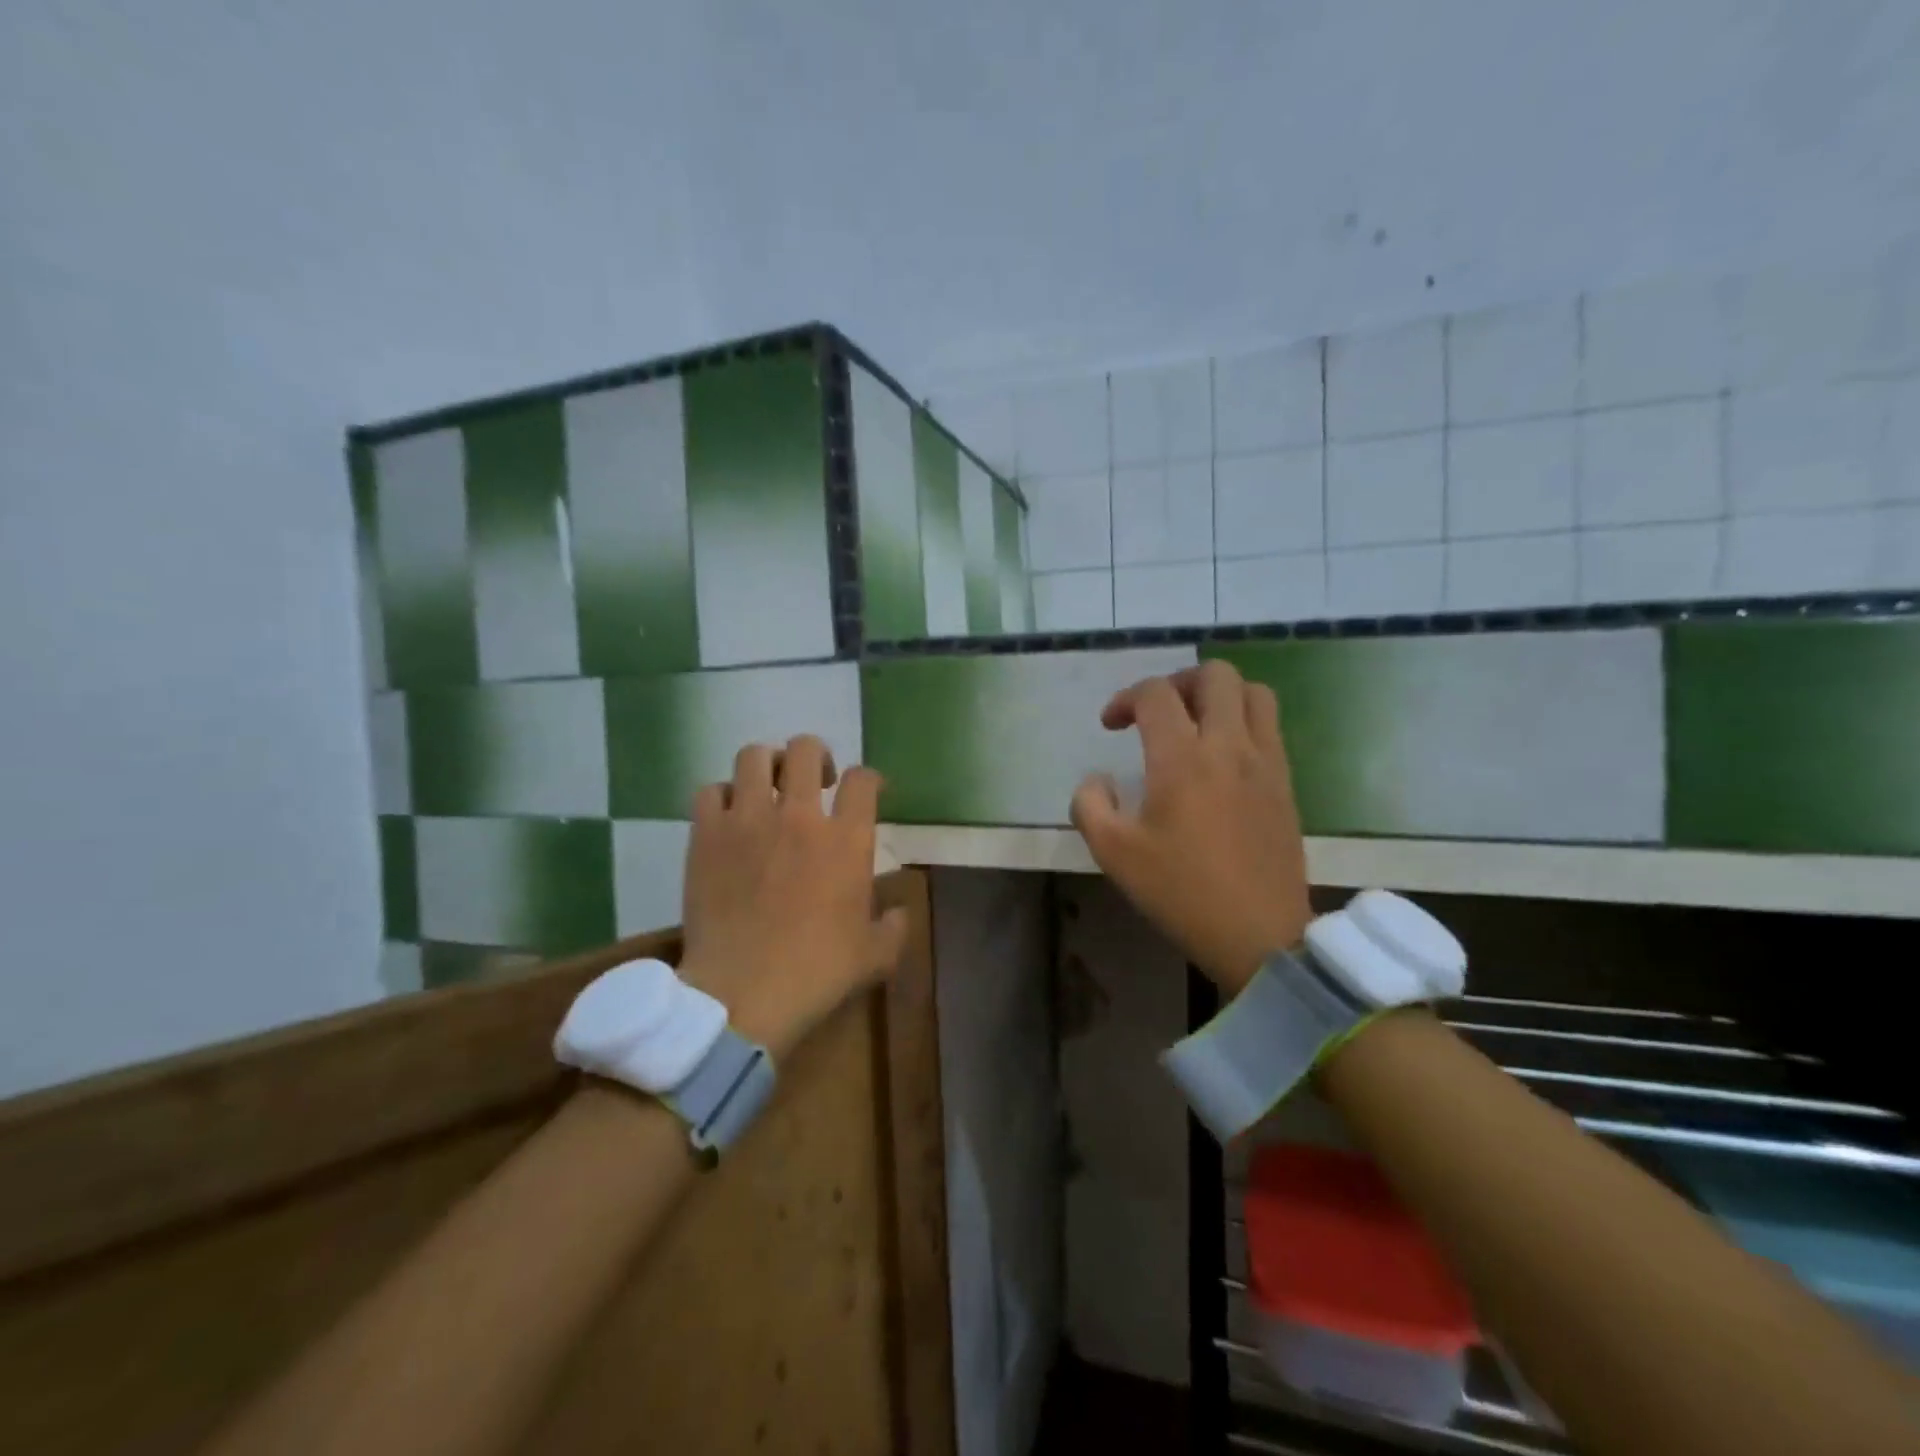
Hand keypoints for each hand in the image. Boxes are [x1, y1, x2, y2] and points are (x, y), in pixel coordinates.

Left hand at [678, 736, 908, 1060]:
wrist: (743, 993)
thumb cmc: (817, 973)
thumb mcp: (875, 956)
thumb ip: (895, 926)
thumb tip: (900, 911)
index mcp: (846, 840)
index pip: (863, 779)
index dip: (868, 779)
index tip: (865, 792)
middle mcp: (798, 816)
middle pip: (807, 749)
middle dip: (816, 757)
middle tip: (815, 781)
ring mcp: (748, 820)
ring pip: (754, 756)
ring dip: (767, 766)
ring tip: (768, 788)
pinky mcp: (706, 835)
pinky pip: (710, 790)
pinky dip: (722, 796)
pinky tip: (729, 818)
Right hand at [1071, 661, 1311, 995]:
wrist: (1259, 934)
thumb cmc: (1181, 892)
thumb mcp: (1114, 855)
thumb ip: (1090, 805)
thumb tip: (1097, 780)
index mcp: (1182, 759)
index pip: (1156, 694)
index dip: (1125, 699)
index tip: (1111, 726)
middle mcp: (1229, 746)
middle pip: (1214, 675)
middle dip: (1178, 682)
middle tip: (1158, 713)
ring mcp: (1265, 762)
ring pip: (1253, 692)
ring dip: (1219, 694)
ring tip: (1196, 722)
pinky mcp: (1286, 782)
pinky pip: (1270, 726)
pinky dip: (1244, 720)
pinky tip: (1223, 755)